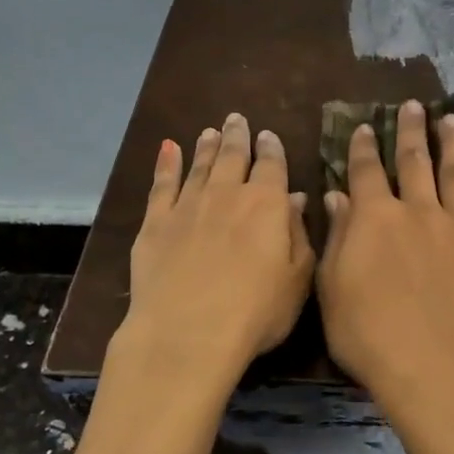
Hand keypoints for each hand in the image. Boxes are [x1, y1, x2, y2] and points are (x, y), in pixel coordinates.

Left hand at [120, 112, 315, 388]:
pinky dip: (166, 164)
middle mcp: (226, 194)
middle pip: (233, 156)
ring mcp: (187, 206)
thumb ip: (298, 234)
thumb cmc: (256, 312)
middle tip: (237, 119)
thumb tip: (296, 199)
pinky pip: (161, 185)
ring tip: (210, 132)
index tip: (268, 135)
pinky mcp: (155, 223)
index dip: (271, 148)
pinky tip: (168, 149)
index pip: (271, 165)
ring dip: (206, 146)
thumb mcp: (297, 279)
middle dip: (237, 136)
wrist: (188, 333)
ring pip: (199, 166)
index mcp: (266, 204)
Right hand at [317, 99, 453, 410]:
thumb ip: (338, 236)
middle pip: (415, 161)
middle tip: (414, 106)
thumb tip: (338, 196)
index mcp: (376, 218)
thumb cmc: (367, 333)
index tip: (365, 126)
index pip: (366, 171)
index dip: (363, 147)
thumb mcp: (332, 286)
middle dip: (412, 131)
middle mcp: (420, 211)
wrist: (431, 364)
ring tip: (453, 119)